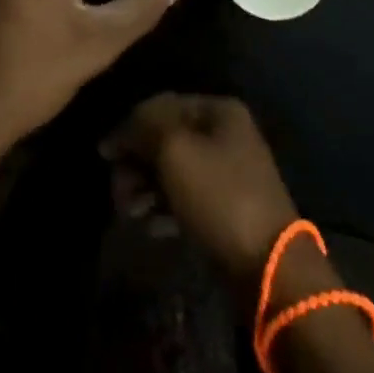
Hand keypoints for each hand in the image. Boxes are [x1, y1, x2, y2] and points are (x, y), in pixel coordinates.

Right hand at [100, 94, 300, 290]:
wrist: (269, 268)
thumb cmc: (220, 196)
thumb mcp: (175, 151)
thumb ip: (143, 128)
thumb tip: (119, 131)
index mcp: (218, 110)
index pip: (163, 105)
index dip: (130, 125)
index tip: (104, 154)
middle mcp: (224, 135)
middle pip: (167, 139)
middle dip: (137, 162)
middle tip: (118, 191)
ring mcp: (227, 173)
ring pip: (174, 171)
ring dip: (146, 188)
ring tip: (130, 213)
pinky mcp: (226, 210)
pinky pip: (186, 199)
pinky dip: (164, 209)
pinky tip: (150, 227)